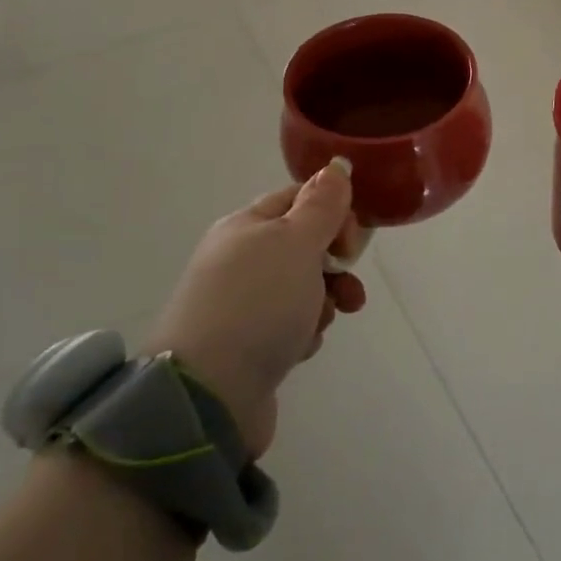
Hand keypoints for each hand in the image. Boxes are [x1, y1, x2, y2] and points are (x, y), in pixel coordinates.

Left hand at [144, 161, 366, 457]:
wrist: (208, 394)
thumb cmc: (258, 305)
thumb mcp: (295, 242)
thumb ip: (321, 205)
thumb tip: (337, 166)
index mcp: (246, 226)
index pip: (299, 200)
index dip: (334, 215)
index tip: (352, 244)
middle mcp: (239, 260)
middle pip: (304, 247)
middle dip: (335, 266)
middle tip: (347, 287)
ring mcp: (240, 305)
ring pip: (302, 289)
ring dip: (323, 302)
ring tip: (321, 323)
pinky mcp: (246, 345)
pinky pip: (289, 326)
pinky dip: (302, 334)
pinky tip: (298, 348)